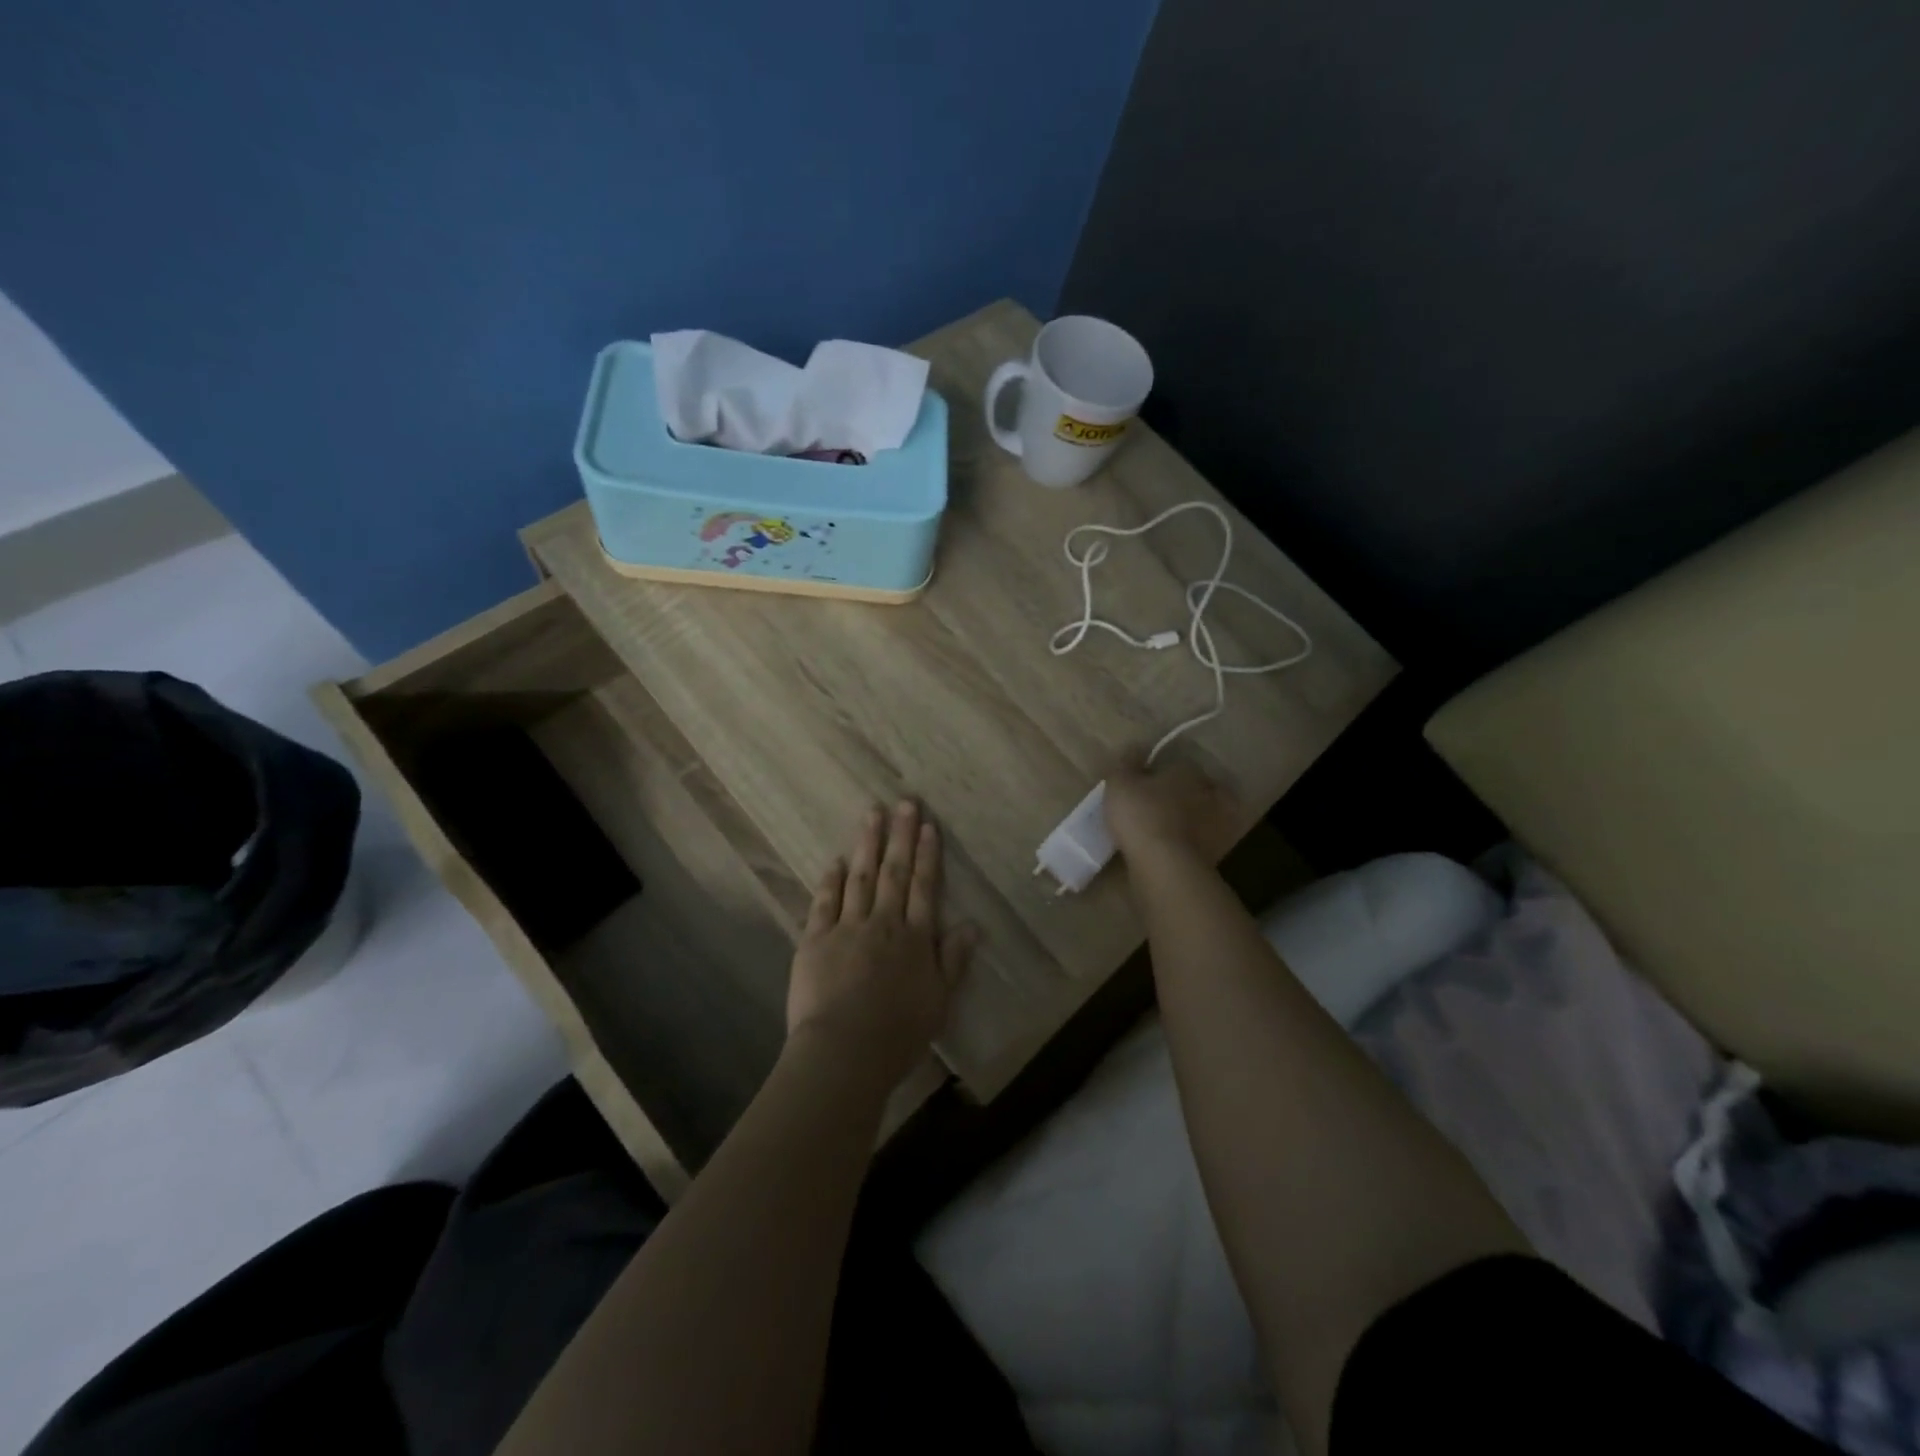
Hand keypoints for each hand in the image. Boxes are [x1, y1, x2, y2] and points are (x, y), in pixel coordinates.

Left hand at [786, 799, 976, 1084]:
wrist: (844, 1052)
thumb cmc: (898, 1034)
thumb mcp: (939, 1002)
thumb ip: (954, 961)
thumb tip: (971, 924)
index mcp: (915, 939)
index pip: (925, 887)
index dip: (928, 854)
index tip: (928, 825)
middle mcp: (884, 923)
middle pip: (894, 872)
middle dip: (901, 835)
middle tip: (904, 803)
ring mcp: (847, 928)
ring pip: (860, 877)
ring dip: (867, 844)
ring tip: (871, 814)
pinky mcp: (815, 940)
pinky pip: (825, 902)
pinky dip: (831, 879)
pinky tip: (835, 860)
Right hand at [1104, 756, 1234, 860]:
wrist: (1165, 864)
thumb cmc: (1140, 814)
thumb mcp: (1120, 783)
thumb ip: (1126, 763)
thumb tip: (1136, 746)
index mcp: (1188, 771)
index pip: (1178, 765)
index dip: (1160, 773)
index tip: (1144, 783)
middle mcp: (1209, 792)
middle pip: (1196, 788)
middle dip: (1181, 794)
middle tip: (1159, 805)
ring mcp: (1217, 824)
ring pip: (1204, 815)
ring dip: (1192, 819)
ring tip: (1169, 829)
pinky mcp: (1218, 852)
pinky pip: (1204, 842)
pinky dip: (1194, 843)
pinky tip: (1178, 849)